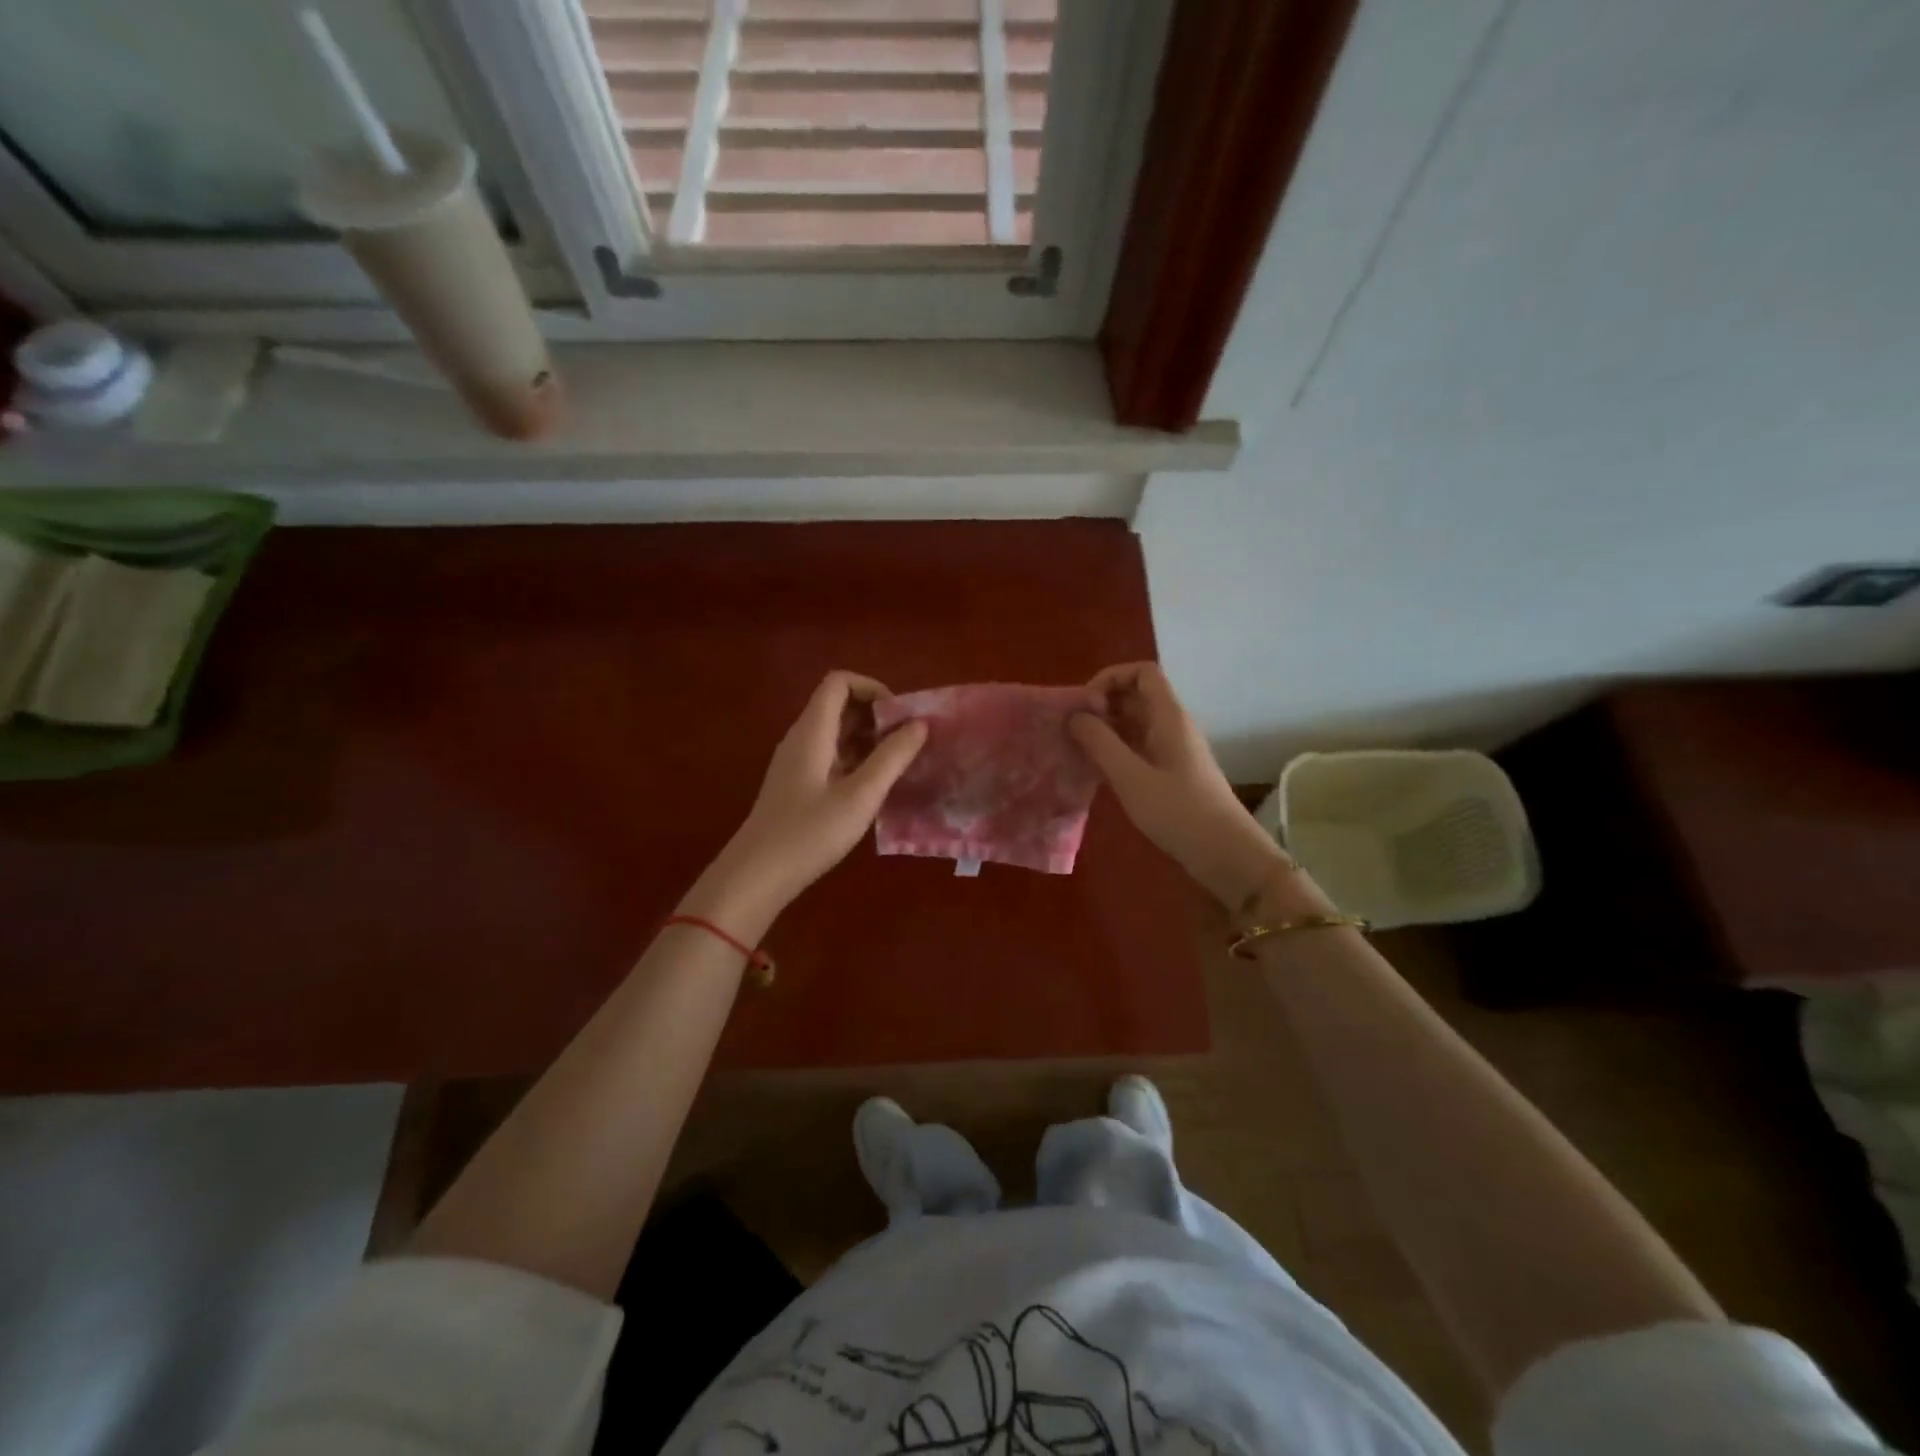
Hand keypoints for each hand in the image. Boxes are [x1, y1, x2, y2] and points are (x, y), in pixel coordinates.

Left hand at [683, 671, 926, 929]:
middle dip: (877, 715)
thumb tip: (920, 724)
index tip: (900, 717)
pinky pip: (832, 755)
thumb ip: (892, 758)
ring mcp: (798, 762)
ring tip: (899, 764)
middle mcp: (802, 738)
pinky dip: (857, 758)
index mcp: (812, 731)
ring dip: (869, 738)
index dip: (873, 688)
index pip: (839, 682)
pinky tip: (876, 785)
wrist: (757, 876)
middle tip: (908, 742)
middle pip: (839, 704)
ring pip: (837, 732)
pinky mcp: (798, 784)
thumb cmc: (810, 834)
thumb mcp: (860, 796)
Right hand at [1069, 663, 1293, 907]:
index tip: (1085, 706)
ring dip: (1105, 729)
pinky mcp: (1171, 772)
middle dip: (1101, 704)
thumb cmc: (1179, 813)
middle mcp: (1173, 725)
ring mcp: (1173, 749)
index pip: (1142, 672)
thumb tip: (1074, 715)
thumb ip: (1099, 743)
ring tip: (1077, 749)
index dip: (1110, 678)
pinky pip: (1138, 746)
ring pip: (1135, 722)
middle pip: (1136, 695)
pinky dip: (1115, 750)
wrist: (1226, 854)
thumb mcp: (1131, 777)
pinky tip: (1096, 770)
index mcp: (1169, 717)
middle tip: (1072, 730)